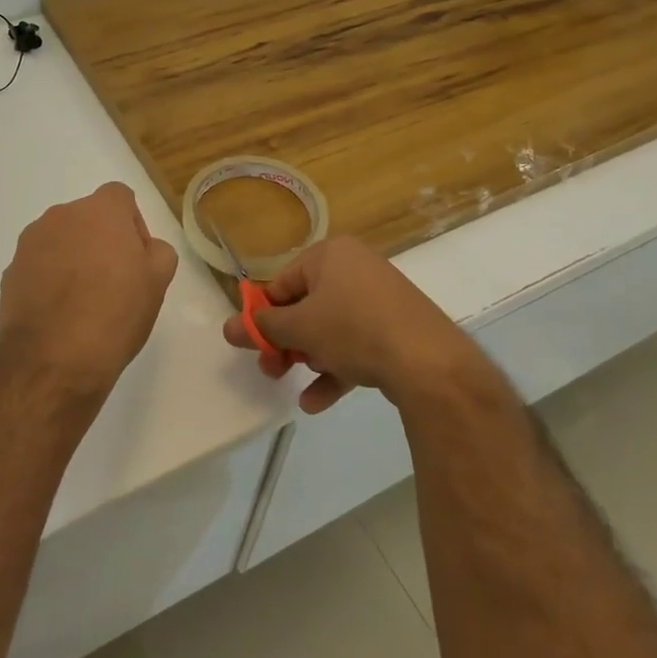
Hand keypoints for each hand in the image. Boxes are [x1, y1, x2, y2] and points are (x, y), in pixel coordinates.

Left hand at [0, 182, 179, 392]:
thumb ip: (157, 251)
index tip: (136, 259)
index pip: (120, 198)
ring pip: (61, 242)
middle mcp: (61, 216)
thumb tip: (141, 249)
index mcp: (101, 210)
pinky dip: (49, 281)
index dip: (132, 225)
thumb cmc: (115, 314)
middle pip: (88, 219)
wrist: (52, 360)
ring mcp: (30, 243)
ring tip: (83, 304)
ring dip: (73, 260)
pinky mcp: (10, 272)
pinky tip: (59, 315)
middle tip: (114, 283)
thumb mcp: (158, 281)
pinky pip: (38, 267)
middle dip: (101, 242)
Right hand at [223, 236, 488, 413]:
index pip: (282, 283)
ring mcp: (380, 299)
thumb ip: (263, 328)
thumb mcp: (300, 328)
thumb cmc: (353, 329)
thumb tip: (227, 327)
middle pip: (306, 306)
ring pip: (331, 329)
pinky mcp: (397, 328)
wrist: (429, 361)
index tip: (253, 347)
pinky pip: (356, 344)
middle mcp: (356, 268)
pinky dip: (336, 369)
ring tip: (296, 385)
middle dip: (286, 342)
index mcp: (330, 254)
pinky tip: (317, 402)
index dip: (263, 317)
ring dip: (309, 358)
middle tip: (272, 370)